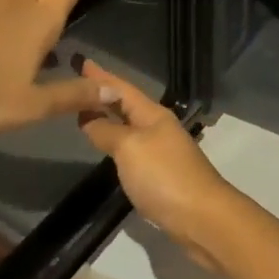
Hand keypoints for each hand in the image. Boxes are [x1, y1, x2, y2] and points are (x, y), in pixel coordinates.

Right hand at [74, 59, 254, 269]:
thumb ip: (107, 131)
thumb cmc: (164, 176)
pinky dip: (115, 141)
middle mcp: (158, 128)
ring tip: (86, 111)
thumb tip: (89, 118)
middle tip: (77, 84)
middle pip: (127, 105)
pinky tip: (107, 145)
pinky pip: (132, 148)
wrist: (201, 217)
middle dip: (103, 94)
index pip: (122, 89)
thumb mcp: (130, 148)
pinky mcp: (160, 174)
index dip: (102, 77)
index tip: (82, 61)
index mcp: (153, 115)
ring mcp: (161, 151)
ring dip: (109, 117)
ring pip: (129, 126)